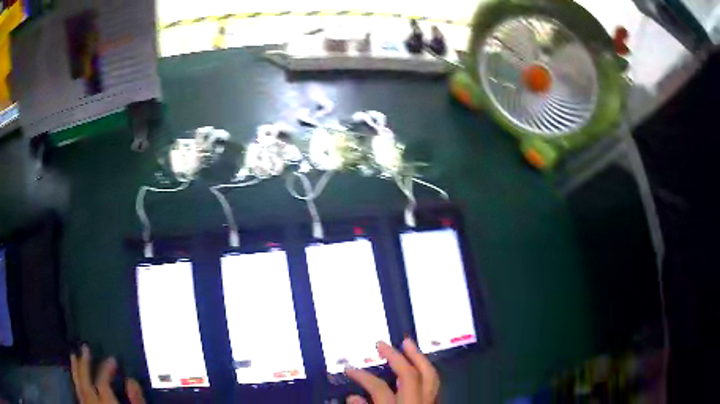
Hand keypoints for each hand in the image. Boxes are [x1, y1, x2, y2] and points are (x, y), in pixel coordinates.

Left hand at [70, 345, 145, 403]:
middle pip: (86, 383)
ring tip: (73, 357)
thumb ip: (137, 402)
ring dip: (75, 372)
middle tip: (84, 347)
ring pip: (79, 389)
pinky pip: (79, 398)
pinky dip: (77, 386)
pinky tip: (76, 380)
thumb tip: (131, 380)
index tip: (113, 359)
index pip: (102, 382)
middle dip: (84, 364)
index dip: (106, 368)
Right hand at [345, 338, 439, 403]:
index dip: (363, 377)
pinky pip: (435, 384)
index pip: (379, 388)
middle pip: (411, 375)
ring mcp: (429, 403)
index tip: (349, 369)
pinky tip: (421, 367)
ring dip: (419, 358)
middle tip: (382, 344)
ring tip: (408, 344)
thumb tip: (353, 398)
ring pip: (430, 376)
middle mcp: (417, 402)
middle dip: (397, 357)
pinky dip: (427, 372)